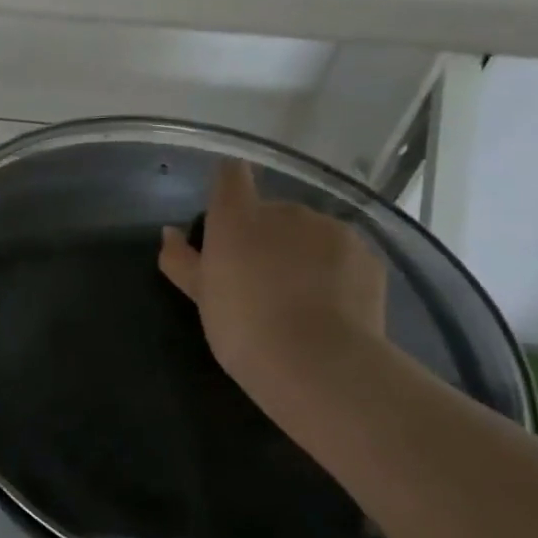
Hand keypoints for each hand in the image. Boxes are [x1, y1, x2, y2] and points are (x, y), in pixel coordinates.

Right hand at [158, 159, 387, 397]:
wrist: (318, 363)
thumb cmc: (242, 327)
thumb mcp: (201, 297)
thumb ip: (182, 260)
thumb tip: (170, 233)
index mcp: (238, 216)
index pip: (231, 175)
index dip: (228, 185)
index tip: (226, 214)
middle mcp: (285, 211)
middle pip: (272, 211)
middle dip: (265, 236)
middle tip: (259, 279)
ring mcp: (331, 229)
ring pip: (310, 232)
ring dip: (302, 252)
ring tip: (299, 298)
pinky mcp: (366, 255)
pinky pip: (341, 254)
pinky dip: (333, 271)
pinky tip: (329, 306)